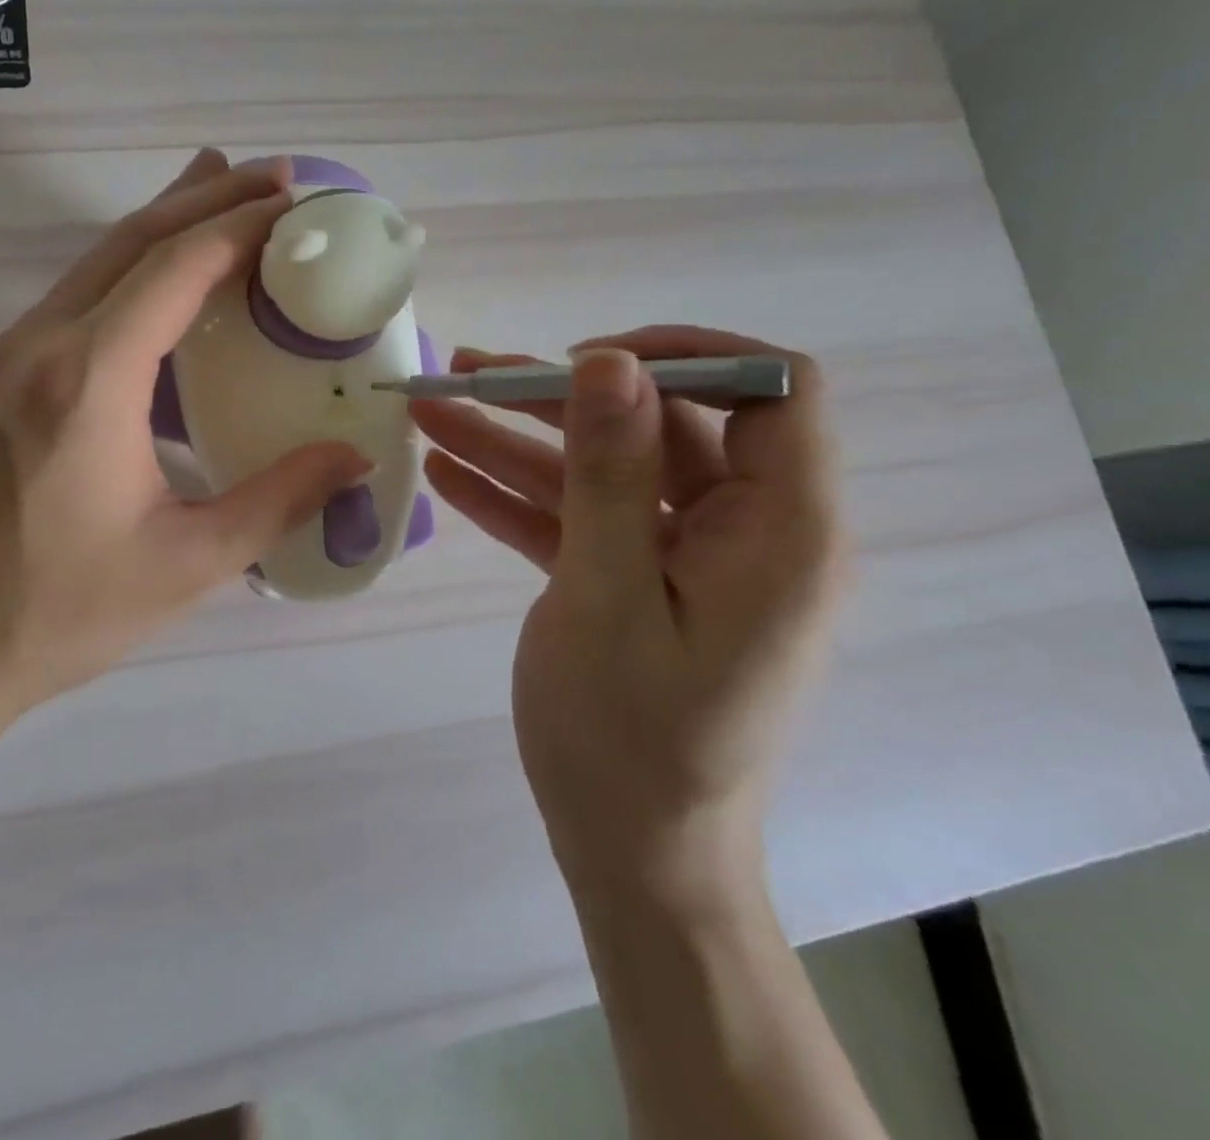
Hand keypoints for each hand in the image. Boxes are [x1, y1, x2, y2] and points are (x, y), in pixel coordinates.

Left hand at [0, 150, 369, 715]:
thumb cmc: (60, 610)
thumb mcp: (187, 563)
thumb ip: (279, 500)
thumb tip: (354, 457)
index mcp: (90, 379)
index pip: (175, 268)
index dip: (240, 226)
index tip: (295, 203)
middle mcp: (43, 344)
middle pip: (132, 241)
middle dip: (207, 198)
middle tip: (274, 178)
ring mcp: (10, 356)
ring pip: (98, 261)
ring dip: (165, 223)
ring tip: (222, 194)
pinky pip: (76, 296)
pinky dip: (131, 268)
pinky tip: (161, 282)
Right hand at [412, 327, 844, 877]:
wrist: (629, 855)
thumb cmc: (629, 737)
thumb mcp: (607, 594)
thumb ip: (611, 473)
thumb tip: (610, 362)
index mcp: (780, 530)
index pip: (771, 391)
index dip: (685, 354)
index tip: (586, 361)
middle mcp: (744, 531)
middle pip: (655, 426)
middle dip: (554, 398)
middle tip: (462, 375)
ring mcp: (684, 558)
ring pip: (602, 471)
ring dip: (515, 443)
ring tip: (429, 412)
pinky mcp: (636, 582)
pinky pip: (580, 519)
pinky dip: (517, 497)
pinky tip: (447, 473)